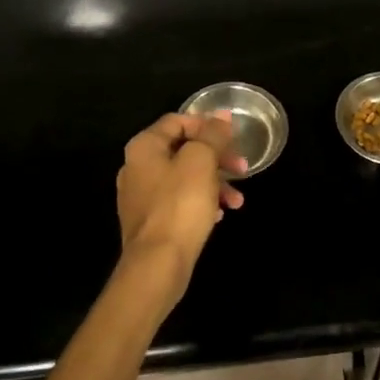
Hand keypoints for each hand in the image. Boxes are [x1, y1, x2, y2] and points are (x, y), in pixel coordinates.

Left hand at [115, 111, 246, 307]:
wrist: (157, 264)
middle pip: (183, 149)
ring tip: (238, 201)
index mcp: (144, 147)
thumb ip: (212, 135)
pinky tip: (220, 215)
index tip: (233, 138)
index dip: (208, 125)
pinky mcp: (150, 221)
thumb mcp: (202, 161)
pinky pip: (179, 201)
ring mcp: (140, 196)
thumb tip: (221, 115)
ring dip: (215, 183)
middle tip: (243, 168)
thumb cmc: (180, 205)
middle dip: (217, 157)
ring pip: (185, 177)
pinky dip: (201, 202)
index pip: (178, 121)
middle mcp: (136, 167)